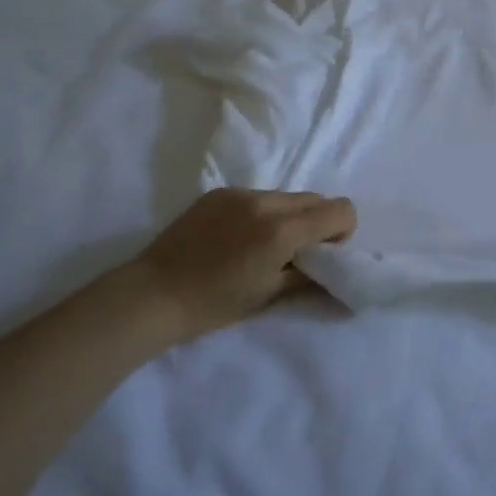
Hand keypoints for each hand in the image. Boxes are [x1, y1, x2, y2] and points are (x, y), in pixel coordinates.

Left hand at [111, 188, 357, 344]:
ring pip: (287, 196)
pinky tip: (237, 238)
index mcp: (283, 230)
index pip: (340, 209)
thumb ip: (309, 272)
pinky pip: (258, 196)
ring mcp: (241, 193)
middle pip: (316, 199)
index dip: (342, 232)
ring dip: (289, 217)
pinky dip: (262, 213)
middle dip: (318, 223)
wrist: (153, 295)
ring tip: (262, 246)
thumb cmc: (215, 303)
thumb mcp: (270, 293)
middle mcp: (267, 201)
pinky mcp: (220, 192)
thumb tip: (331, 262)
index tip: (322, 254)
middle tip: (295, 253)